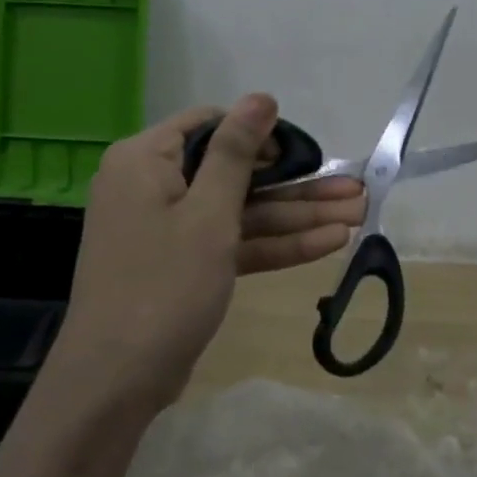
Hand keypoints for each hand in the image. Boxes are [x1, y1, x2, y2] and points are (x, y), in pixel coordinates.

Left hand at [55, 95, 366, 412]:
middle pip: (233, 172)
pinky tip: (329, 244)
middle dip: (295, 184)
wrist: (118, 380)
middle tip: (353, 188)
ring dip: (295, 216)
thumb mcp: (208, 213)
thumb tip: (260, 96)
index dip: (259, 134)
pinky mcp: (183, 264)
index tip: (303, 152)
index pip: (209, 125)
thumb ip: (236, 152)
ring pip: (240, 211)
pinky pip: (231, 242)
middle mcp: (154, 185)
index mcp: (145, 159)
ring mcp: (169, 228)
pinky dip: (273, 245)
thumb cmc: (163, 284)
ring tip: (358, 214)